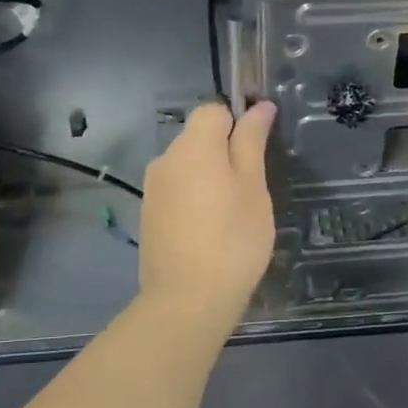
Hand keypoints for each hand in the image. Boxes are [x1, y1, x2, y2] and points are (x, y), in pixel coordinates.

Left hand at [137, 100, 276, 322]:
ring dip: (209, 178)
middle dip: (224, 153)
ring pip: (188, 165)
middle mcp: (165, 158)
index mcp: (193, 146)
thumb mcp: (254, 188)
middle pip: (199, 137)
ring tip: (230, 216)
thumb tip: (259, 106)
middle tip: (249, 191)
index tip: (256, 156)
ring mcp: (153, 188)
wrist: (187, 300)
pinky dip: (194, 199)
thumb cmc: (233, 241)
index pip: (214, 111)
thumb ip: (252, 142)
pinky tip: (208, 231)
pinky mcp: (149, 214)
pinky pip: (176, 190)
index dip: (238, 124)